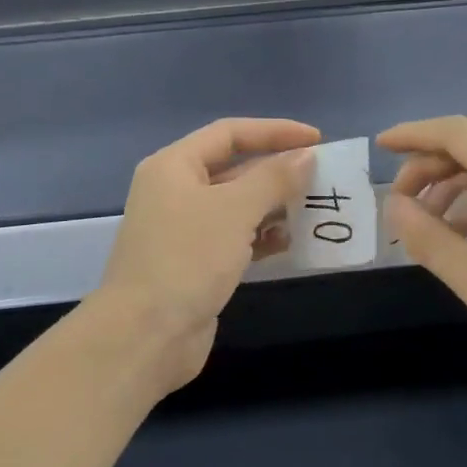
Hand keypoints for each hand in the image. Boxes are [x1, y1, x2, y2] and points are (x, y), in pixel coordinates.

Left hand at [96, 117, 318, 395]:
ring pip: (236, 206)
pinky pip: (235, 238)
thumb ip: (273, 178)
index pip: (229, 133)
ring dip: (273, 206)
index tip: (316, 139)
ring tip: (313, 208)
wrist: (146, 335)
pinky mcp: (195, 263)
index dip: (274, 131)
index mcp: (173, 166)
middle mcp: (175, 191)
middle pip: (233, 168)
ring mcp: (184, 230)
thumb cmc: (188, 258)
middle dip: (277, 171)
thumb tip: (305, 156)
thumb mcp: (235, 210)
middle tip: (321, 177)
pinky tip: (291, 242)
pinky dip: (262, 236)